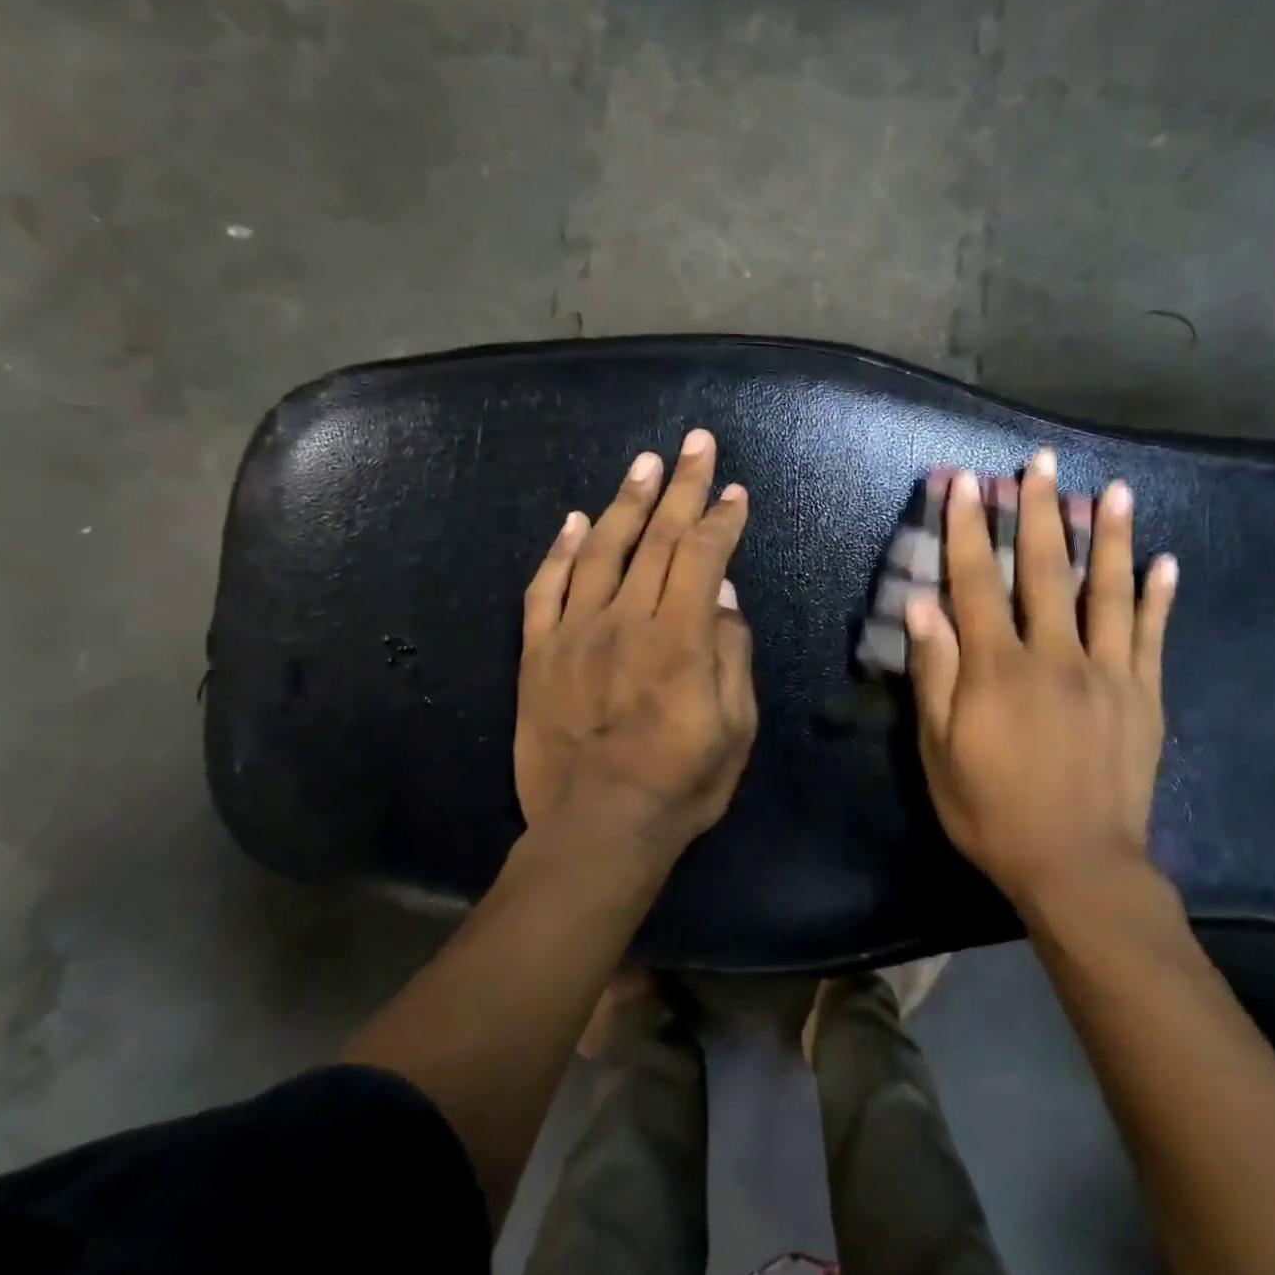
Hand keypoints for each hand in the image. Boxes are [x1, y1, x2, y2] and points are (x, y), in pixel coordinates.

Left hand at [515, 429, 756, 864]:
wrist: (595, 831)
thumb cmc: (680, 785)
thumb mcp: (735, 729)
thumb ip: (732, 655)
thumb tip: (724, 595)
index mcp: (679, 639)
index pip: (702, 556)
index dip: (721, 518)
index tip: (734, 491)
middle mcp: (626, 621)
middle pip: (657, 538)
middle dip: (681, 485)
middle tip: (695, 442)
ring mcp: (575, 634)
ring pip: (602, 551)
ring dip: (626, 502)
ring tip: (644, 463)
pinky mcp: (538, 654)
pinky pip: (545, 590)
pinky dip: (561, 551)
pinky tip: (576, 520)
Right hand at [905, 450, 1176, 908]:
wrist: (1078, 869)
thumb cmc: (992, 812)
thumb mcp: (939, 751)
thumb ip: (934, 674)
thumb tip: (922, 605)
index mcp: (998, 669)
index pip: (978, 581)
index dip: (968, 529)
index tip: (965, 483)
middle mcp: (1055, 656)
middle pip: (1046, 570)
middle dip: (1041, 511)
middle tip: (1041, 462)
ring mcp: (1108, 674)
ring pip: (1107, 591)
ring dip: (1110, 536)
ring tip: (1114, 489)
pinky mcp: (1144, 697)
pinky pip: (1151, 637)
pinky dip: (1158, 597)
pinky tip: (1165, 562)